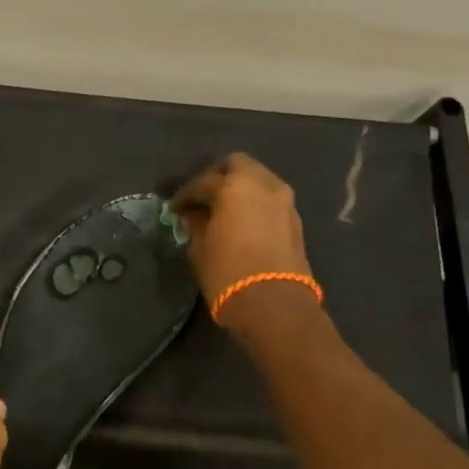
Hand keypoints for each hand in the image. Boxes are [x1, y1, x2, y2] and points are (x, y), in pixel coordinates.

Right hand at [172, 153, 315, 324]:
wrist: (274, 304)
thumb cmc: (227, 273)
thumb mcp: (200, 248)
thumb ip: (196, 224)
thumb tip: (193, 215)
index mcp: (234, 187)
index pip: (202, 182)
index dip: (185, 195)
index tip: (174, 209)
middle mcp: (262, 184)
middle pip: (237, 165)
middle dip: (217, 177)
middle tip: (201, 198)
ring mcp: (283, 200)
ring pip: (257, 179)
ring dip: (238, 188)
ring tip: (221, 210)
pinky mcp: (294, 219)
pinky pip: (269, 198)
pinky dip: (253, 202)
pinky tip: (240, 222)